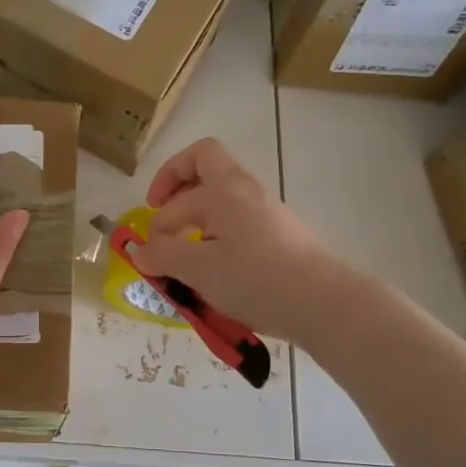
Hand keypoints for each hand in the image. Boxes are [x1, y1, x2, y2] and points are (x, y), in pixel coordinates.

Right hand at [127, 138, 356, 344]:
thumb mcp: (199, 270)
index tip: (152, 256)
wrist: (326, 303)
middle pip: (204, 163)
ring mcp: (265, 210)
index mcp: (222, 189)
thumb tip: (139, 251)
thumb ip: (163, 256)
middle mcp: (244, 189)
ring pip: (222, 193)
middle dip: (175, 183)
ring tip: (185, 250)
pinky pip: (237, 219)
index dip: (156, 223)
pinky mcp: (279, 233)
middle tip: (161, 211)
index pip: (175, 194)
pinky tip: (214, 268)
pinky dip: (217, 233)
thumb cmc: (257, 280)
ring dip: (196, 213)